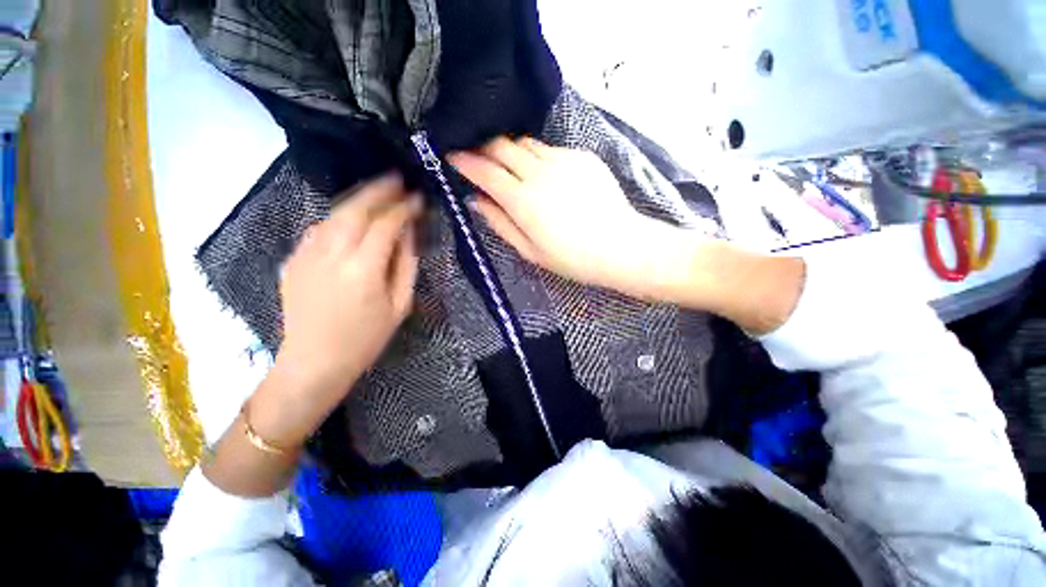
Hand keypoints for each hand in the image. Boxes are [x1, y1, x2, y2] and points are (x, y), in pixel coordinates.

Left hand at [277, 174, 421, 404]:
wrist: (313, 362)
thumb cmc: (366, 339)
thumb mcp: (399, 305)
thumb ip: (405, 265)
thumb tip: (408, 234)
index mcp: (363, 269)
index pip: (386, 225)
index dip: (404, 208)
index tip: (418, 198)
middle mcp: (331, 254)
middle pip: (356, 209)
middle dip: (378, 190)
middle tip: (396, 178)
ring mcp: (306, 255)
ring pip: (334, 214)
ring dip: (358, 199)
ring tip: (377, 191)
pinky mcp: (293, 260)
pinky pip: (319, 229)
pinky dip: (339, 217)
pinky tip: (351, 218)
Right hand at [449, 137, 687, 299]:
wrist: (620, 247)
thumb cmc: (571, 258)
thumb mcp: (529, 250)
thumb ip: (499, 222)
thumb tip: (475, 200)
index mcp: (523, 200)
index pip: (484, 170)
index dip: (464, 160)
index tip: (452, 156)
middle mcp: (540, 173)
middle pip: (502, 145)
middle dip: (484, 148)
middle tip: (479, 159)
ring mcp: (563, 160)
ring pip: (525, 144)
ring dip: (511, 152)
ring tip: (511, 168)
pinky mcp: (582, 157)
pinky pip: (550, 150)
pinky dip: (538, 158)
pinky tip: (544, 176)